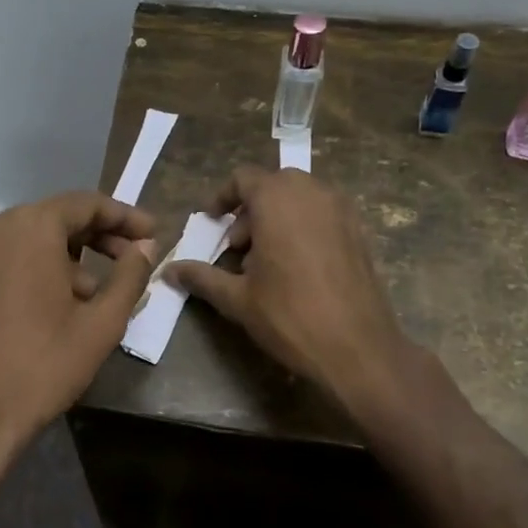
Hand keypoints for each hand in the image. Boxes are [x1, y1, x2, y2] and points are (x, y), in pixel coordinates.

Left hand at [0, 192, 157, 486]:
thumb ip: (129, 276)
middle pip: (50, 220)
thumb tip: (145, 247)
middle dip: (92, 239)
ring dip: (57, 261)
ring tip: (84, 298)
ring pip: (19, 244)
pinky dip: (21, 278)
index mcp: (28, 228)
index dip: (123, 216)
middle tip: (126, 260)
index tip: (150, 232)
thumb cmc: (42, 367)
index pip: (84, 204)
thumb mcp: (101, 324)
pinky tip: (37, 314)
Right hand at [166, 167, 410, 411]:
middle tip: (237, 247)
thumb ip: (202, 277)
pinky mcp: (359, 231)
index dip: (223, 197)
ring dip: (276, 217)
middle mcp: (312, 193)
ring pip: (300, 198)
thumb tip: (169, 271)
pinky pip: (322, 214)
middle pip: (273, 185)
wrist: (358, 349)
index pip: (244, 178)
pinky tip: (296, 267)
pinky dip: (302, 226)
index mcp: (277, 200)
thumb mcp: (238, 299)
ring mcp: (341, 210)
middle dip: (250, 210)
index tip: (211, 221)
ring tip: (265, 260)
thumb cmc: (290, 316)